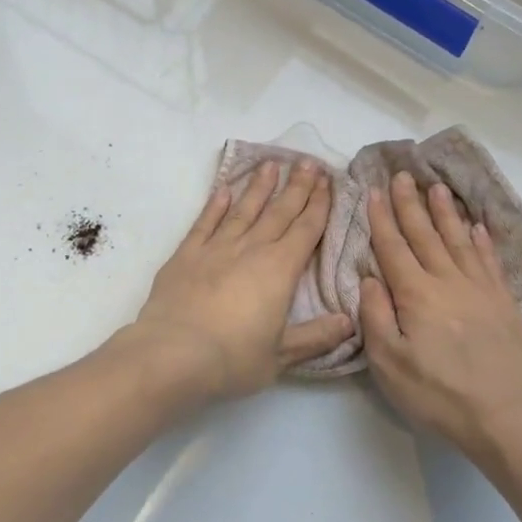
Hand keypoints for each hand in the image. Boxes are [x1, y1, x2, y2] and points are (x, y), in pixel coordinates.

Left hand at [125, 161, 353, 400]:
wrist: (172, 356)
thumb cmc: (232, 359)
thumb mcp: (281, 356)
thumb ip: (316, 337)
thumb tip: (349, 322)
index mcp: (280, 270)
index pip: (306, 230)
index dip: (319, 205)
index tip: (327, 181)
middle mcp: (251, 250)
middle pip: (279, 212)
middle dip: (296, 187)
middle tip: (308, 161)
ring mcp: (216, 249)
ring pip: (243, 210)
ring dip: (259, 187)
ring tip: (271, 164)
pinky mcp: (185, 255)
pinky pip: (205, 223)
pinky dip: (215, 205)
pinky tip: (224, 189)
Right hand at [360, 172, 521, 461]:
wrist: (506, 415)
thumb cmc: (438, 394)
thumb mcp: (390, 364)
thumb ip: (376, 316)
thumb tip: (370, 278)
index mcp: (416, 295)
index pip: (394, 248)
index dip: (382, 219)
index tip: (375, 191)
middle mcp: (448, 282)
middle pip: (426, 235)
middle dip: (411, 204)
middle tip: (403, 175)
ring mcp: (480, 289)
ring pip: (459, 240)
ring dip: (446, 213)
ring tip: (437, 187)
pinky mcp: (504, 302)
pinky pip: (489, 261)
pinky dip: (481, 240)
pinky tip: (476, 227)